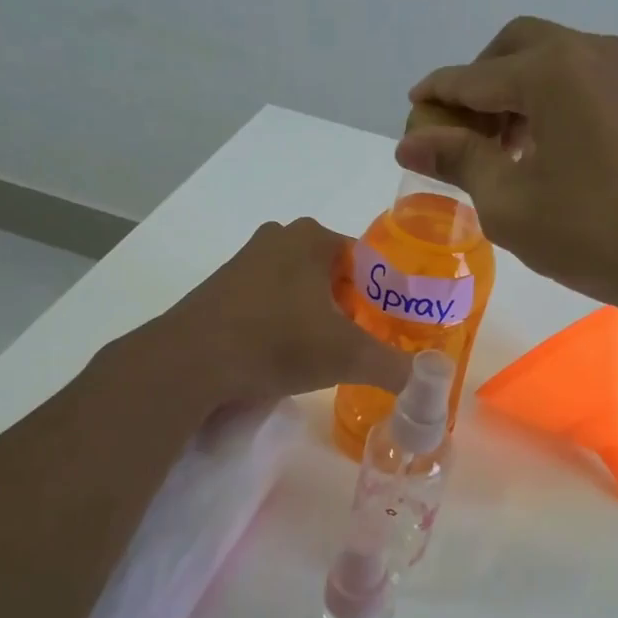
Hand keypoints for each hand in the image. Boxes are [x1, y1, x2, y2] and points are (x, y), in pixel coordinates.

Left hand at [157, 217, 413, 403]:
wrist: (191, 362)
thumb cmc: (277, 342)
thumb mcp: (347, 356)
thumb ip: (394, 365)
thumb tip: (427, 381)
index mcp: (313, 237)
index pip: (369, 260)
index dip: (386, 295)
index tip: (393, 328)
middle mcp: (279, 237)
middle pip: (336, 273)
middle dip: (353, 307)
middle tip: (365, 343)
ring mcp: (246, 260)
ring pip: (302, 287)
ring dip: (319, 315)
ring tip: (328, 354)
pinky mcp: (222, 288)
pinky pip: (271, 300)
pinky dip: (286, 322)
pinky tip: (286, 354)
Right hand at [398, 17, 617, 320]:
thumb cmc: (595, 232)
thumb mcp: (510, 203)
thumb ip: (457, 161)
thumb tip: (410, 142)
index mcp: (549, 70)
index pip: (471, 77)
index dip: (435, 97)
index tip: (410, 116)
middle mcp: (587, 50)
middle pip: (512, 49)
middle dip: (476, 84)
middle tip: (458, 134)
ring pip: (548, 61)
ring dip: (512, 93)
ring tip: (496, 150)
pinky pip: (578, 79)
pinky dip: (547, 100)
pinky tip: (538, 149)